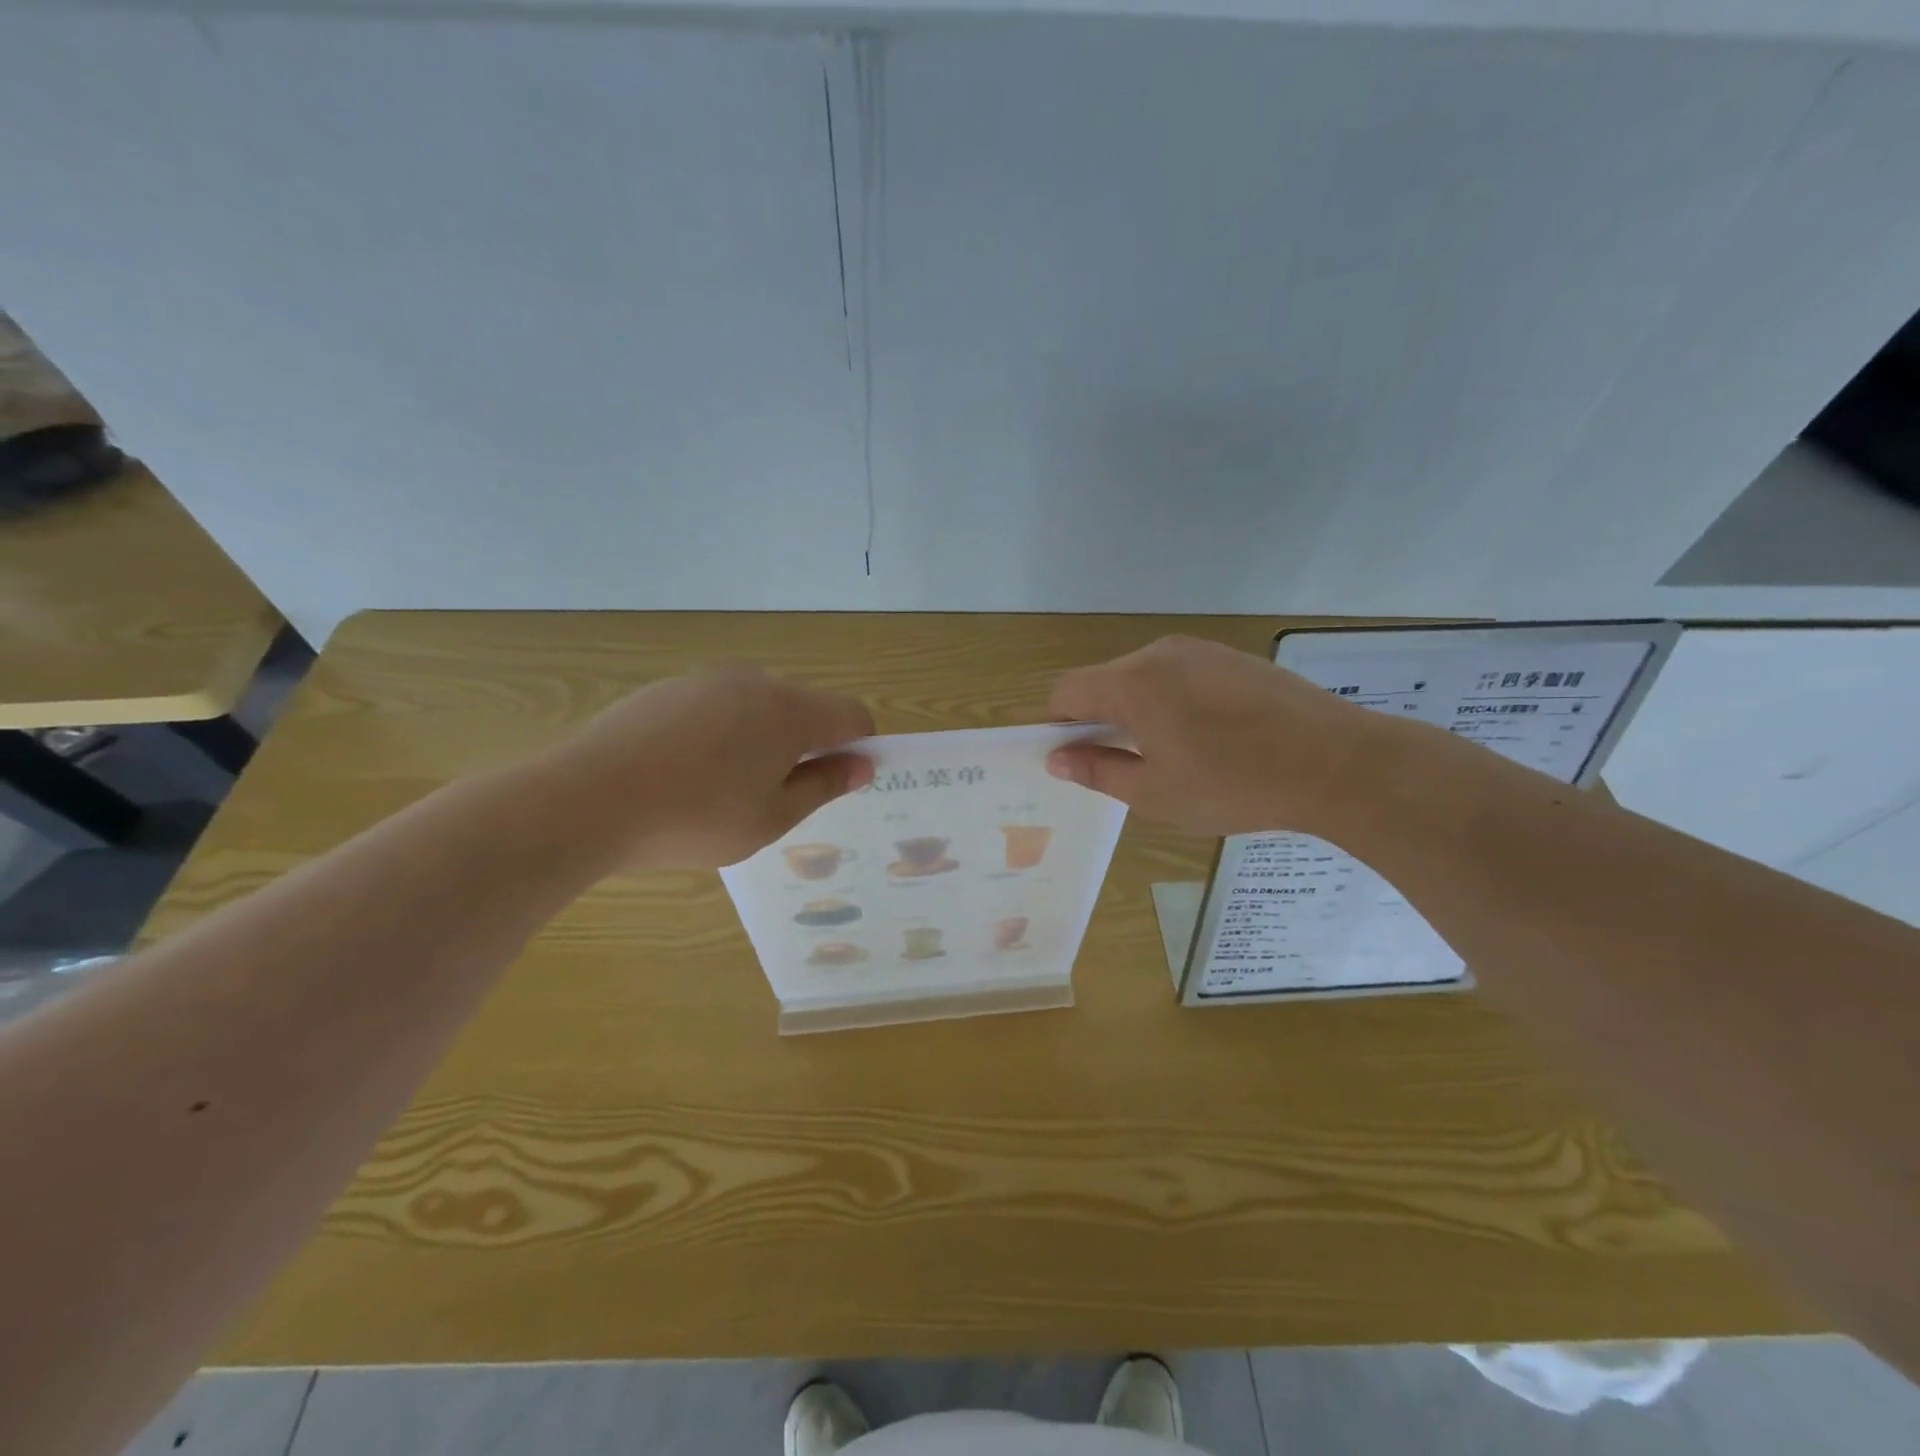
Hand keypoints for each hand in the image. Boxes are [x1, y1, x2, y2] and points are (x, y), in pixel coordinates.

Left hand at [535, 666, 874, 870]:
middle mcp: (754, 681)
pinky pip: (716, 705)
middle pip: (805, 706)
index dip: (858, 747)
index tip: (839, 782)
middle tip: (776, 796)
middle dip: (807, 745)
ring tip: (723, 788)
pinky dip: (721, 732)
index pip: (852, 714)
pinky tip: (684, 771)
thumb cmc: (694, 818)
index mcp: (789, 711)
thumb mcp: (771, 818)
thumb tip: (861, 766)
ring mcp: (705, 680)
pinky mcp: (666, 688)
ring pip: (758, 705)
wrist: (585, 800)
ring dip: (762, 738)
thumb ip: (823, 786)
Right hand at [1045, 635, 1387, 837]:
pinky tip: (1209, 737)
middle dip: (1100, 720)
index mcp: (1131, 683)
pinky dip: (1174, 701)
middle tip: (1126, 766)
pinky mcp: (1233, 657)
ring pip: (1144, 677)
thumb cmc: (1233, 785)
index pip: (1067, 692)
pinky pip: (1181, 674)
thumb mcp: (1154, 793)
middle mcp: (1159, 654)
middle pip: (1105, 681)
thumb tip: (1056, 759)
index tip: (1077, 760)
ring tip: (1173, 754)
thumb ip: (1097, 770)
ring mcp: (1201, 650)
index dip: (1059, 726)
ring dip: (1138, 710)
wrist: (1336, 762)